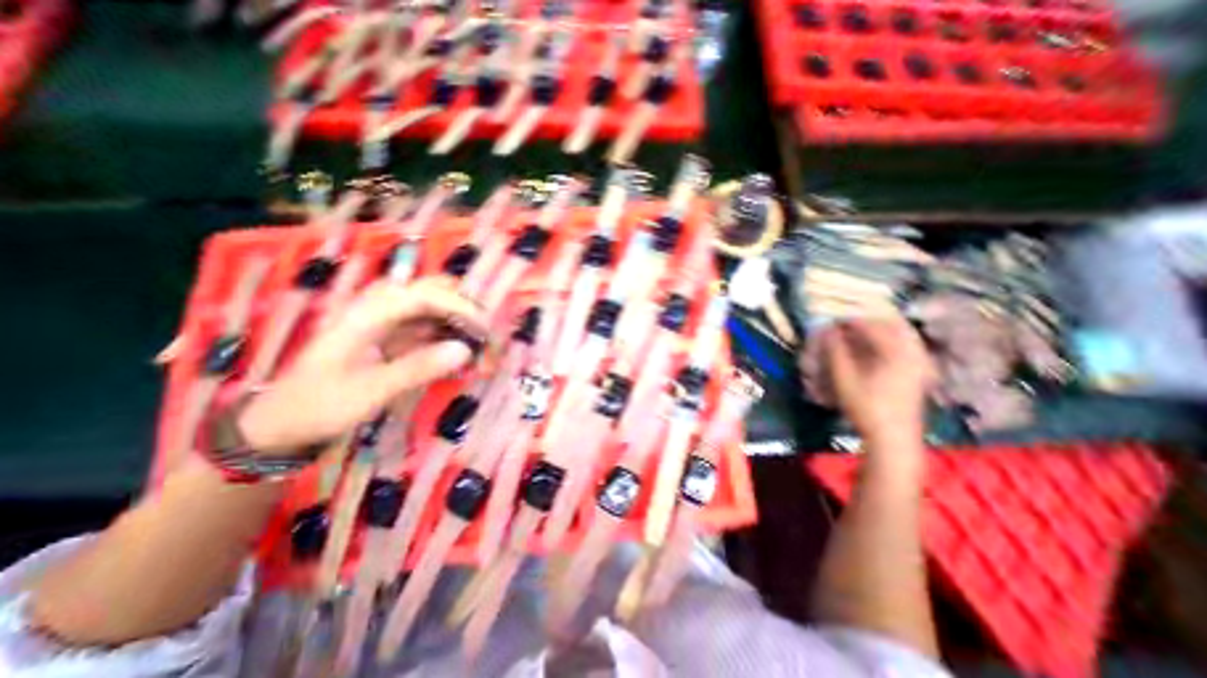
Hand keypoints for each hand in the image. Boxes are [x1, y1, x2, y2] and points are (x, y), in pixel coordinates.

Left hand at [235, 276, 484, 456]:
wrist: (280, 426)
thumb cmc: (318, 407)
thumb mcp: (368, 392)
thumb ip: (417, 368)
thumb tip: (465, 351)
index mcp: (366, 315)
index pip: (423, 295)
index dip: (459, 306)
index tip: (484, 329)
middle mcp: (376, 310)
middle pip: (428, 290)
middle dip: (462, 305)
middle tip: (484, 330)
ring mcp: (383, 323)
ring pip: (430, 307)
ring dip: (456, 321)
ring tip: (477, 343)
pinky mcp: (388, 338)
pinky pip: (425, 328)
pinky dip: (446, 337)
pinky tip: (457, 354)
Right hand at [820, 318, 930, 445]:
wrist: (893, 437)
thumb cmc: (867, 407)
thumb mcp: (844, 378)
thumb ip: (835, 351)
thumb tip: (827, 331)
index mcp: (896, 352)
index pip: (871, 324)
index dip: (849, 320)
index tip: (831, 321)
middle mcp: (913, 352)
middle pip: (890, 324)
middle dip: (865, 322)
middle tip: (844, 325)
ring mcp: (920, 361)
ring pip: (899, 333)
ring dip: (877, 330)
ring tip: (856, 334)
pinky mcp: (920, 371)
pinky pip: (905, 344)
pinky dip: (887, 340)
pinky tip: (873, 347)